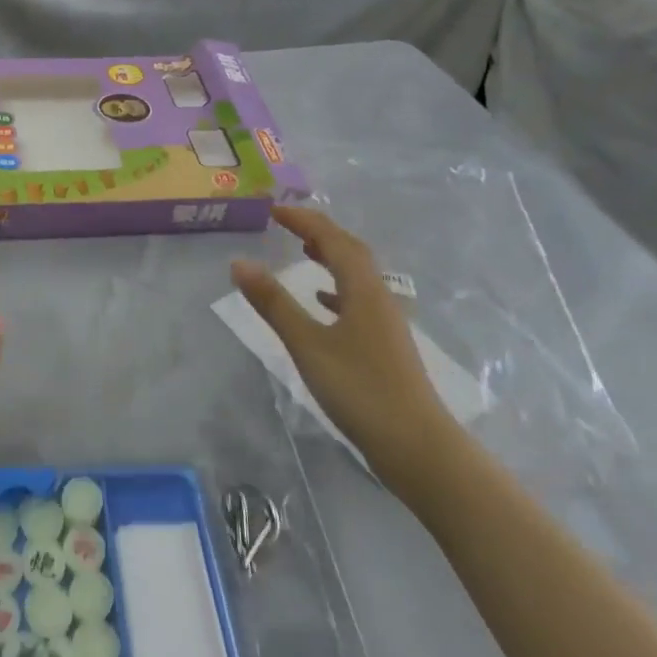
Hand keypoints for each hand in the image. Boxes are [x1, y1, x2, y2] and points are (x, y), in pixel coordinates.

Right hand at [231, 205, 453, 492]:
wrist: (417, 446)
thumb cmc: (360, 389)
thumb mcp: (308, 344)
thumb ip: (274, 303)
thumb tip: (239, 262)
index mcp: (363, 290)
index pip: (334, 240)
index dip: (304, 220)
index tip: (274, 210)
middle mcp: (379, 297)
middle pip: (351, 252)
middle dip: (320, 233)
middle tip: (288, 224)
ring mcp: (386, 322)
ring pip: (357, 276)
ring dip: (331, 257)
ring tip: (304, 251)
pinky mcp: (385, 345)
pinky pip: (359, 300)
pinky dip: (337, 289)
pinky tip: (323, 302)